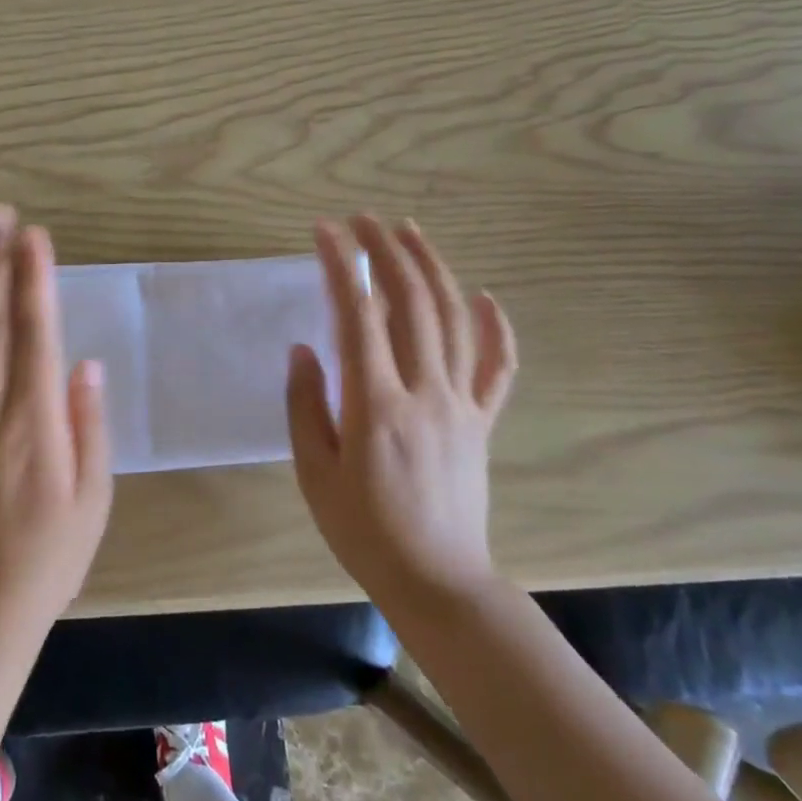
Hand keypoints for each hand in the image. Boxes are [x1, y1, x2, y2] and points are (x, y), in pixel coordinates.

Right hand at [286, 215, 517, 606]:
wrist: (437, 581)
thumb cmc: (364, 530)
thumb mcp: (314, 472)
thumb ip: (306, 405)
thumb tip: (304, 349)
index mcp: (376, 404)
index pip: (357, 315)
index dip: (340, 266)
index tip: (323, 232)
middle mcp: (424, 391)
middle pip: (411, 303)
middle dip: (386, 251)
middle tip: (363, 219)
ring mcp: (460, 403)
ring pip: (452, 320)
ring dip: (431, 269)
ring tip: (410, 231)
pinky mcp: (481, 420)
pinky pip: (497, 367)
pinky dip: (495, 328)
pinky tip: (485, 297)